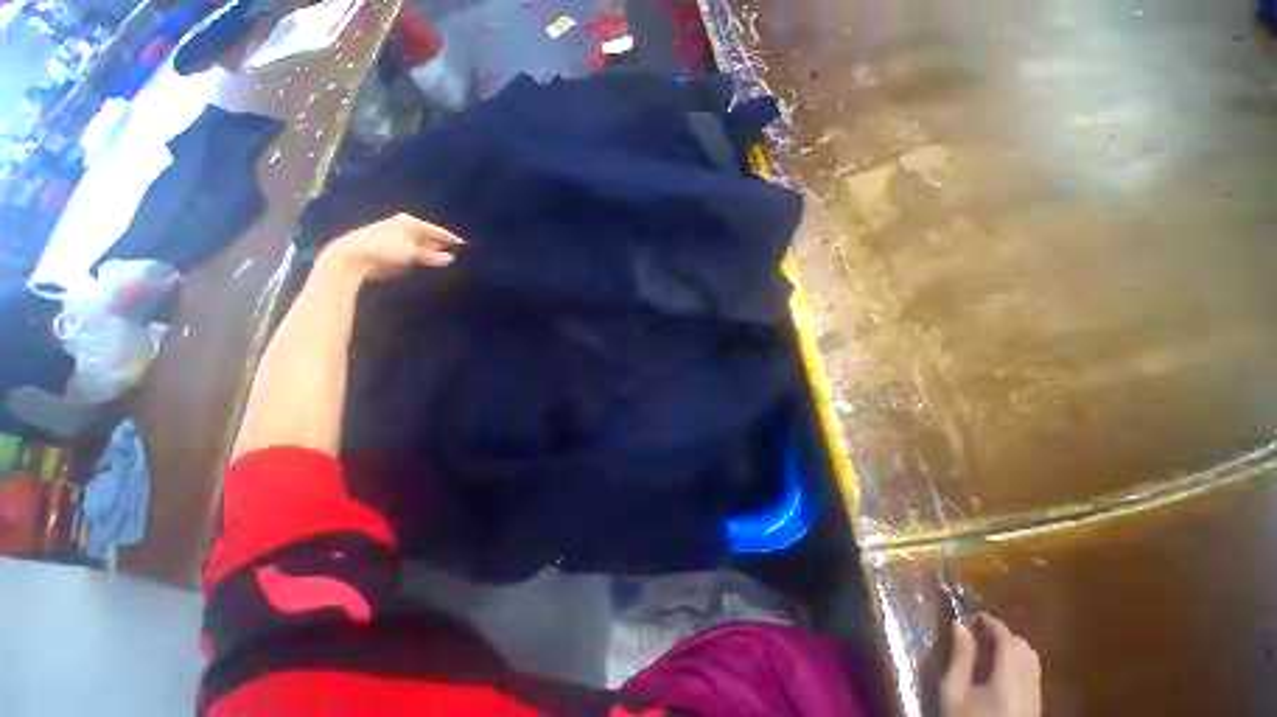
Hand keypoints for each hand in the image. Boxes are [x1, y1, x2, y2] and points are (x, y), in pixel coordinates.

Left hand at [317, 213, 463, 280]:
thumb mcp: (412, 252)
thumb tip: (451, 258)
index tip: (465, 246)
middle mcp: (404, 227)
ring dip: (431, 252)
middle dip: (441, 245)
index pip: (437, 230)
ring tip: (446, 260)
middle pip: (429, 237)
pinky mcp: (391, 250)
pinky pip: (413, 253)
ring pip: (421, 245)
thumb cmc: (384, 249)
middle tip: (457, 254)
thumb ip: (432, 255)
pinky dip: (421, 257)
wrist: (352, 256)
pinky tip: (428, 264)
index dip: (450, 238)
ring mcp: (397, 238)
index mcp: (410, 222)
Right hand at [941, 613, 1041, 716]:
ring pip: (1032, 660)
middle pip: (1025, 649)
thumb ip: (960, 658)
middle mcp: (1029, 686)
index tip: (973, 614)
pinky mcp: (1036, 705)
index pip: (1009, 642)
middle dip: (1004, 634)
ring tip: (988, 645)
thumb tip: (960, 625)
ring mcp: (1036, 697)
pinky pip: (1032, 673)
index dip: (992, 623)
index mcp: (1009, 682)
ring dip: (1013, 647)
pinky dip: (1017, 661)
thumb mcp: (953, 691)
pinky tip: (999, 666)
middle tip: (979, 629)